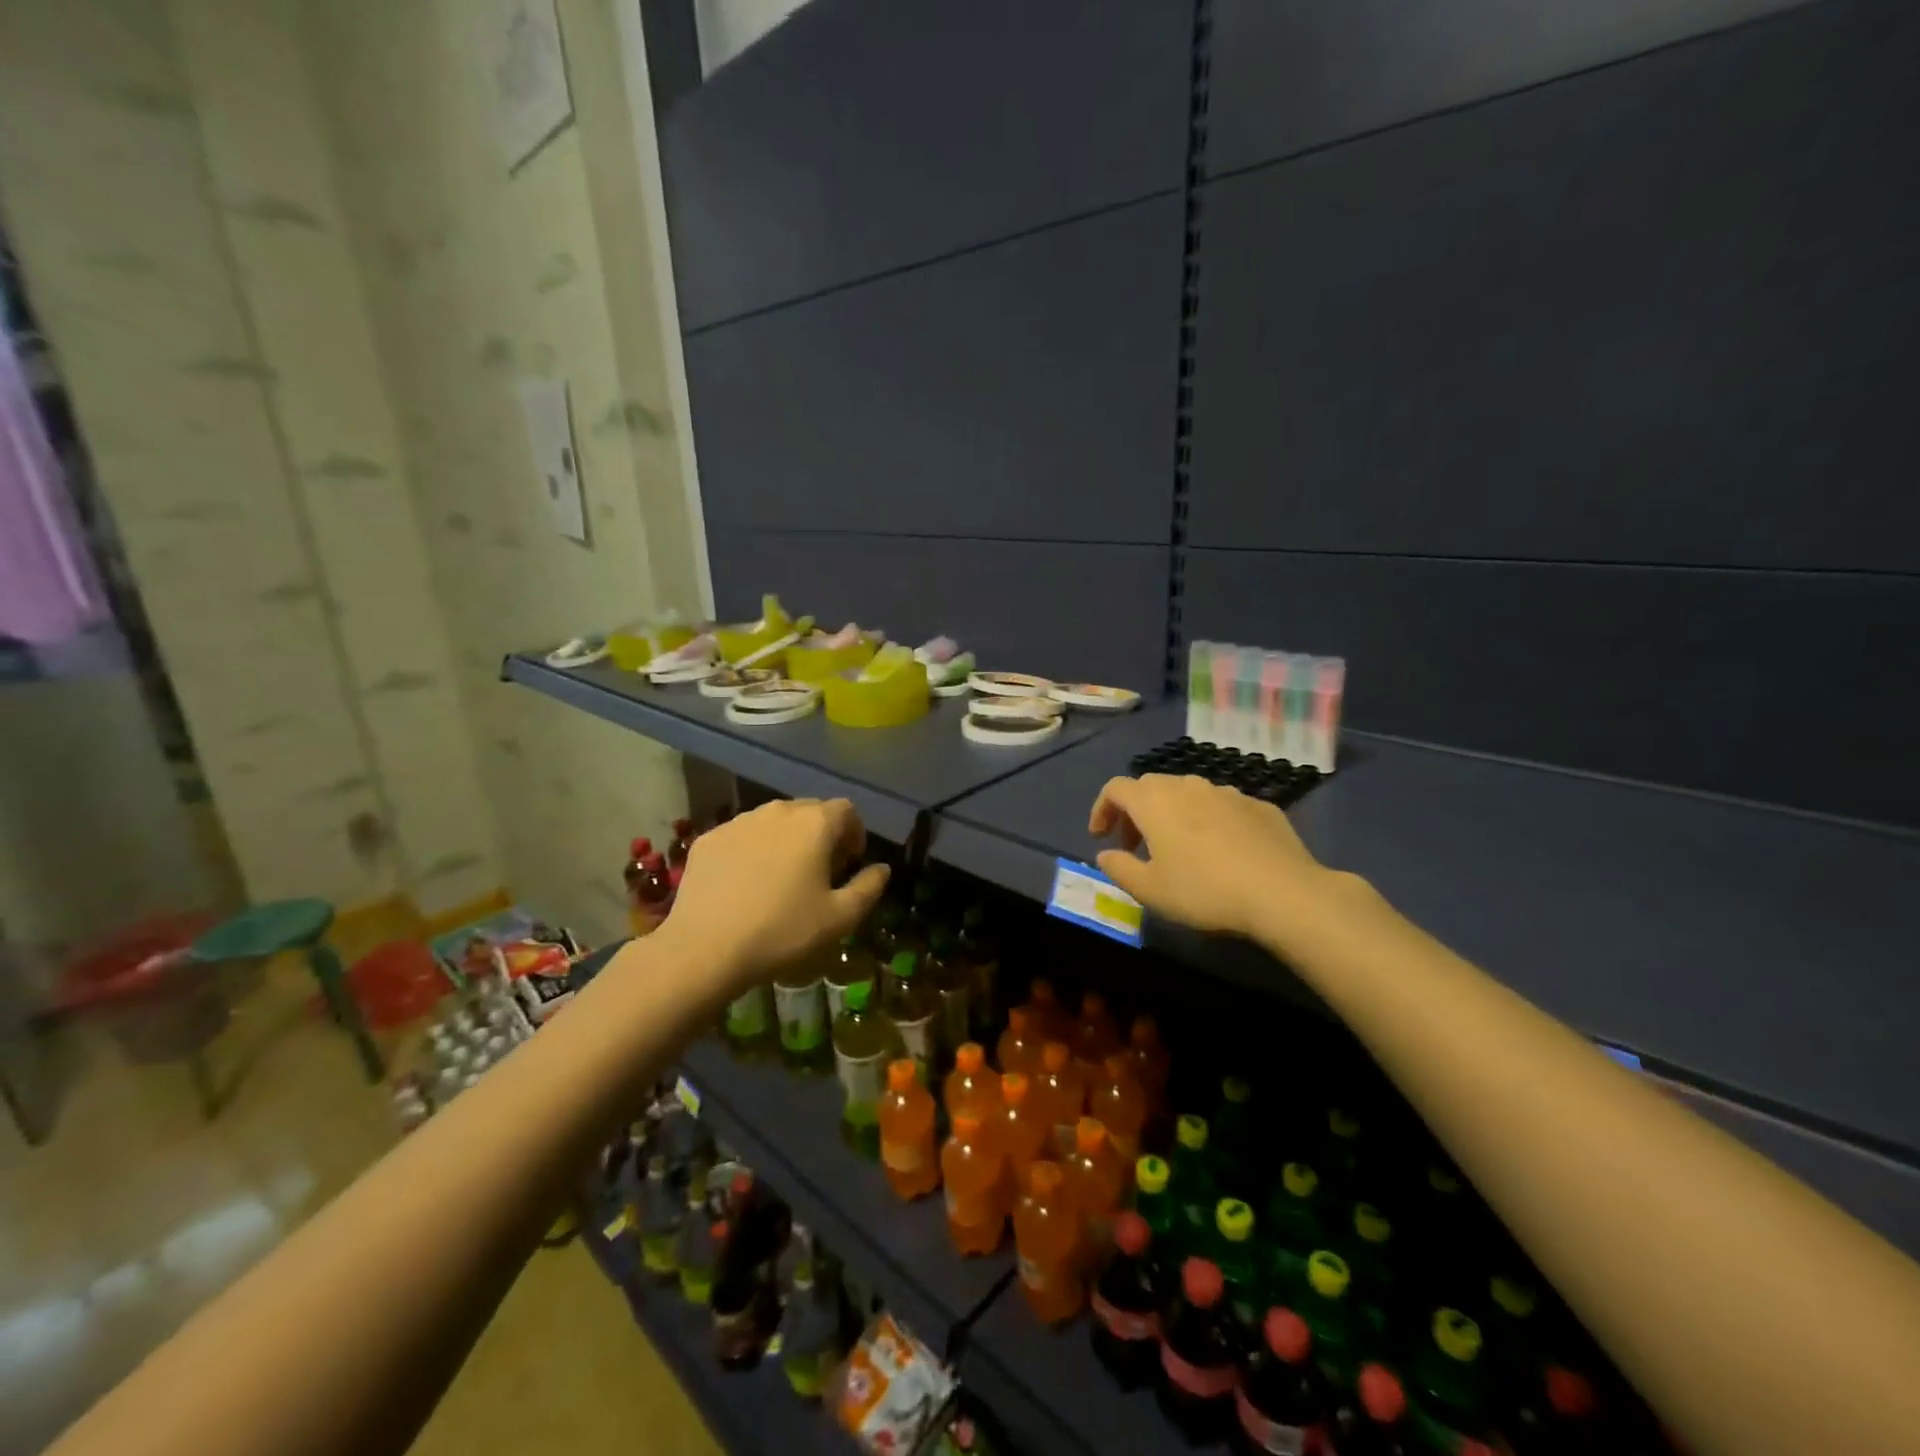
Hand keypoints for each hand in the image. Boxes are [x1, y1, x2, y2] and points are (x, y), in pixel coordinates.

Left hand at [660, 798, 889, 995]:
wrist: (705, 949)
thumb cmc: (783, 931)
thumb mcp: (840, 918)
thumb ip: (869, 887)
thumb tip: (882, 869)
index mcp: (815, 824)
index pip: (847, 810)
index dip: (854, 834)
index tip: (849, 863)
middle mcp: (778, 811)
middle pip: (810, 811)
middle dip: (821, 835)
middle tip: (819, 872)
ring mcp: (739, 822)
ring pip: (774, 822)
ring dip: (786, 840)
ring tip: (781, 877)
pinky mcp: (709, 839)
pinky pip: (742, 836)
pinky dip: (752, 850)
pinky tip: (745, 884)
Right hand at [1088, 774, 1335, 943]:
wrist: (1283, 892)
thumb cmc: (1204, 891)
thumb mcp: (1150, 890)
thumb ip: (1119, 868)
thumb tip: (1105, 855)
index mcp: (1154, 802)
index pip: (1115, 788)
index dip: (1102, 809)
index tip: (1100, 838)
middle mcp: (1188, 786)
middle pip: (1150, 787)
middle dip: (1135, 812)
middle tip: (1135, 846)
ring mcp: (1227, 792)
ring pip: (1188, 793)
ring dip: (1172, 814)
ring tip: (1178, 848)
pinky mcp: (1259, 805)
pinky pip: (1221, 806)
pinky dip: (1208, 821)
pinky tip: (1221, 852)